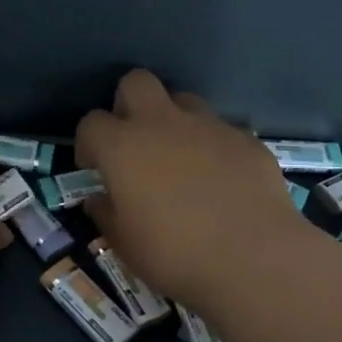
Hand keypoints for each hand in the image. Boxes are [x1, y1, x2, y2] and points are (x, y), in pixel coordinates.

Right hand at [77, 69, 311, 307]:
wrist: (253, 259)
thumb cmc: (175, 255)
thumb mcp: (125, 244)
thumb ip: (106, 214)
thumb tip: (98, 199)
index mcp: (123, 147)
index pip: (91, 123)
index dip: (89, 143)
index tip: (95, 169)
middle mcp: (163, 123)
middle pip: (136, 82)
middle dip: (129, 104)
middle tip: (135, 143)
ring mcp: (208, 126)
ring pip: (184, 100)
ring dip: (175, 121)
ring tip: (181, 159)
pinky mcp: (246, 139)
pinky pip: (221, 130)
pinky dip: (214, 147)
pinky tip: (222, 180)